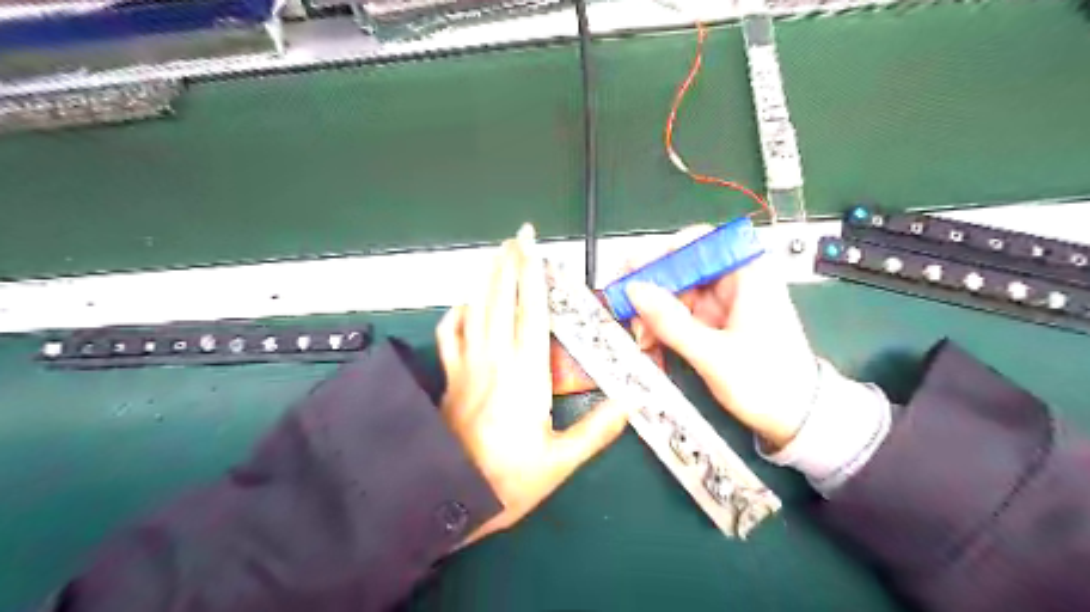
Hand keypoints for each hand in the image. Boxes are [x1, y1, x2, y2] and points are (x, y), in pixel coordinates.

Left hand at [438, 225, 630, 544]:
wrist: (449, 498)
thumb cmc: (509, 482)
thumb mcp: (560, 462)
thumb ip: (597, 430)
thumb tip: (630, 404)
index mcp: (526, 375)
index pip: (532, 313)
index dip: (533, 277)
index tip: (534, 249)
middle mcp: (496, 361)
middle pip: (501, 300)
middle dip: (509, 264)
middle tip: (517, 237)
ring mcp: (468, 366)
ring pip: (476, 310)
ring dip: (487, 278)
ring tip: (496, 254)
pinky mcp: (451, 378)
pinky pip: (449, 335)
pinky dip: (456, 313)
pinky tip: (465, 302)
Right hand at [622, 225, 818, 449]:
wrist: (797, 418)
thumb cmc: (769, 383)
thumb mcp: (714, 354)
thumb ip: (671, 322)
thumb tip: (634, 290)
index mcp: (747, 273)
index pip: (698, 241)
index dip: (661, 253)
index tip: (633, 273)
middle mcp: (734, 280)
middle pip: (680, 268)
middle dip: (651, 293)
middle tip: (629, 314)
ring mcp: (722, 301)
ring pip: (675, 293)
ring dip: (653, 316)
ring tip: (643, 341)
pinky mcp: (714, 321)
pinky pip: (679, 314)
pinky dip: (663, 329)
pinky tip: (653, 347)